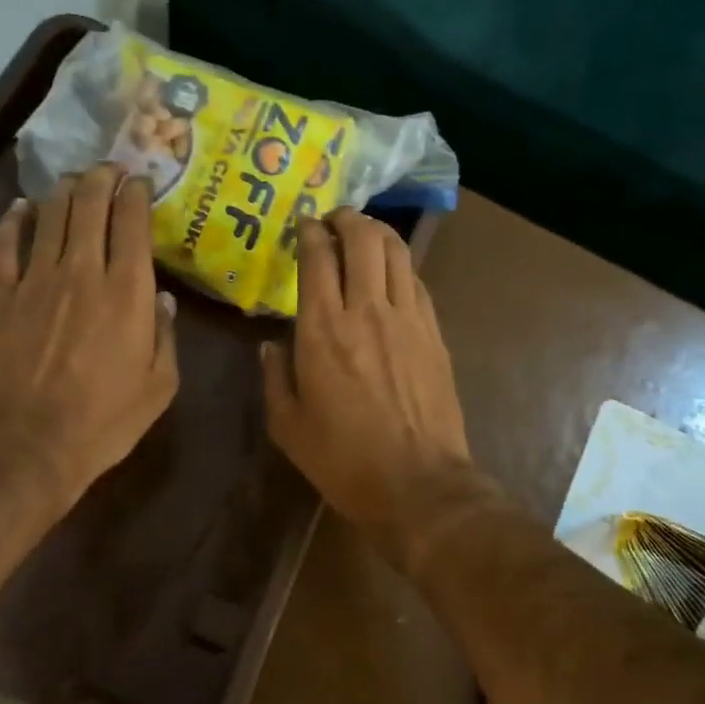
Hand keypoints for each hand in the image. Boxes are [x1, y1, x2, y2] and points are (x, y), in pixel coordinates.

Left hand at [0, 165, 177, 514]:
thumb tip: (162, 299)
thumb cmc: (105, 422)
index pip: (131, 223)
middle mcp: (82, 273)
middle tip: (110, 169)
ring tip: (74, 181)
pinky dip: (14, 221)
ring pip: (50, 216)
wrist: (29, 447)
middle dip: (101, 179)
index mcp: (126, 292)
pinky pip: (6, 246)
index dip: (136, 194)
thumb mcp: (159, 387)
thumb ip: (166, 336)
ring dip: (64, 191)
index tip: (141, 181)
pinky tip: (21, 208)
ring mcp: (36, 282)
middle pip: (89, 206)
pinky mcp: (2, 298)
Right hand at [263, 209, 483, 568]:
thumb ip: (275, 378)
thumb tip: (270, 345)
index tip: (303, 225)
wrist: (418, 484)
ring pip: (396, 252)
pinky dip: (401, 266)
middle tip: (334, 219)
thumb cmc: (344, 459)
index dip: (309, 232)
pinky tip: (392, 273)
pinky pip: (417, 282)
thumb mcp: (288, 426)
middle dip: (346, 219)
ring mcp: (408, 319)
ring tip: (364, 233)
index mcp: (323, 330)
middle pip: (362, 240)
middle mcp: (367, 310)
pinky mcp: (435, 334)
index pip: (317, 258)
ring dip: (378, 233)